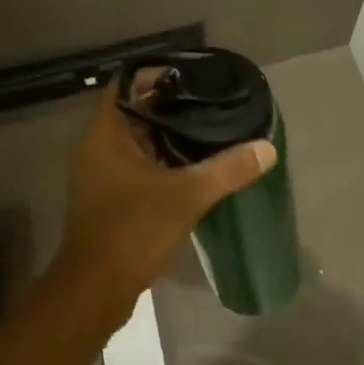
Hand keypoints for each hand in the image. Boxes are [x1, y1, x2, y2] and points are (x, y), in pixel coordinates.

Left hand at [53, 84, 275, 318]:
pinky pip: (140, 164)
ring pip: (140, 139)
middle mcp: (98, 145)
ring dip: (171, 134)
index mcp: (106, 132)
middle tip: (214, 101)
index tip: (197, 75)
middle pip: (137, 110)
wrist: (95, 290)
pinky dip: (165, 160)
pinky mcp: (111, 196)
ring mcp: (102, 172)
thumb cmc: (131, 230)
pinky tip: (197, 165)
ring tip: (213, 127)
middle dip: (174, 105)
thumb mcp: (185, 196)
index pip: (129, 83)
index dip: (160, 74)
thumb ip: (228, 169)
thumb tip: (267, 148)